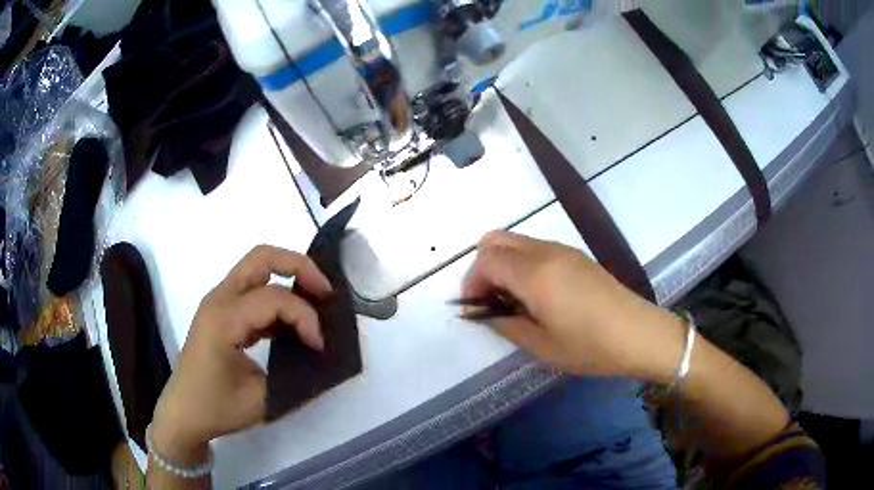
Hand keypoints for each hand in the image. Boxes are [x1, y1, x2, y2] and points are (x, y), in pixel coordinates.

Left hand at [150, 245, 332, 465]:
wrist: (183, 413)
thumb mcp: (261, 400)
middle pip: (262, 257)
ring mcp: (218, 302)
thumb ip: (295, 378)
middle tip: (326, 293)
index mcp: (223, 320)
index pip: (273, 298)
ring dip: (289, 276)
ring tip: (315, 302)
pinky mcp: (222, 312)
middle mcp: (219, 300)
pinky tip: (292, 322)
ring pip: (257, 267)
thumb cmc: (215, 408)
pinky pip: (253, 288)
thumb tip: (324, 361)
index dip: (305, 317)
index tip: (319, 347)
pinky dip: (277, 295)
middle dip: (300, 267)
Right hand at [463, 231, 685, 380]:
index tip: (474, 309)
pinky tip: (536, 295)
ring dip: (503, 265)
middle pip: (496, 240)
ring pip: (516, 242)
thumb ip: (505, 324)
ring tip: (512, 301)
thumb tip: (480, 312)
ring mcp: (564, 250)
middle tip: (489, 301)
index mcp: (535, 274)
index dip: (471, 282)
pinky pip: (536, 249)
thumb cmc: (590, 346)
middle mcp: (546, 252)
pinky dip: (522, 264)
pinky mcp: (576, 255)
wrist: (641, 335)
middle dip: (482, 268)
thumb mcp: (542, 346)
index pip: (486, 260)